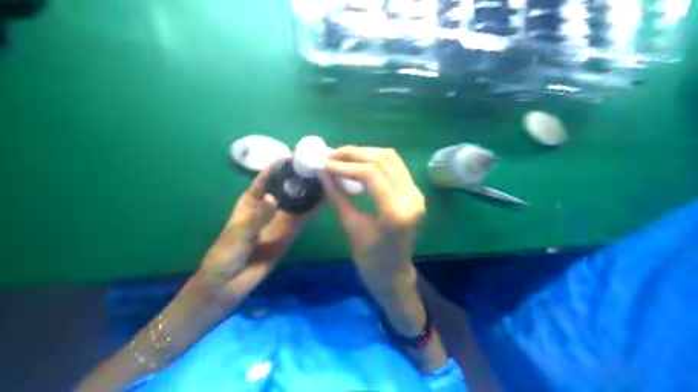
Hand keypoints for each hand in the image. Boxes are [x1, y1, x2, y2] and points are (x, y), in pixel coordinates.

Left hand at [196, 161, 316, 306]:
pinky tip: (328, 198)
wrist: (229, 283)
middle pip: (287, 186)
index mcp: (252, 200)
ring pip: (298, 200)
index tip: (297, 155)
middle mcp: (269, 206)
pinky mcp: (290, 233)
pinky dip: (315, 208)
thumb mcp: (237, 234)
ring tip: (328, 178)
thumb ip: (256, 218)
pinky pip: (304, 218)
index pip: (267, 177)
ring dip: (311, 190)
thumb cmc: (226, 254)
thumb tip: (274, 199)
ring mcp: (281, 219)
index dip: (280, 165)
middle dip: (300, 175)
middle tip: (319, 164)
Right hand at [319, 147, 424, 289]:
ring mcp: (416, 193)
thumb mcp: (350, 226)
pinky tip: (358, 164)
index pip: (371, 174)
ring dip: (364, 154)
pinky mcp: (414, 192)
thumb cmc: (369, 258)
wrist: (393, 273)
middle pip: (382, 160)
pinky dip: (375, 161)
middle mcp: (412, 197)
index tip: (324, 163)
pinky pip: (395, 167)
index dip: (344, 165)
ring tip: (341, 157)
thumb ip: (337, 196)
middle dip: (353, 154)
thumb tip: (322, 171)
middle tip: (330, 156)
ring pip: (390, 158)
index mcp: (396, 211)